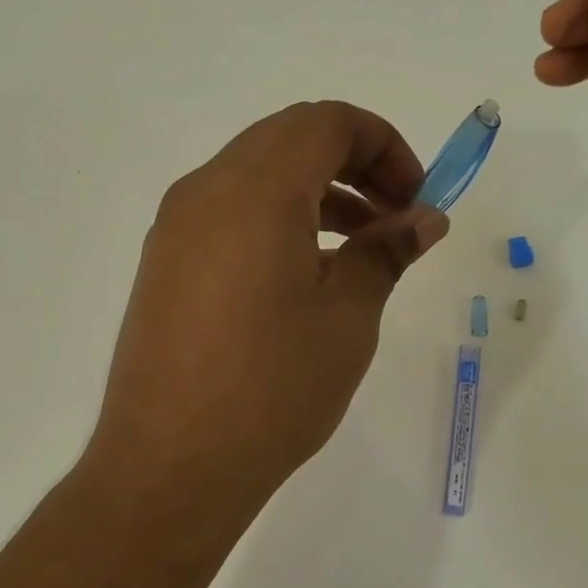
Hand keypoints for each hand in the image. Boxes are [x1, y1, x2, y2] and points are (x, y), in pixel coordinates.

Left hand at [84, 100, 447, 530]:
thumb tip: (424, 219)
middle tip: (395, 218)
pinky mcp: (164, 265)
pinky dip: (276, 220)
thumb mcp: (347, 317)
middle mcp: (205, 192)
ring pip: (256, 176)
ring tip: (361, 248)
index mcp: (255, 191)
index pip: (327, 122)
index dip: (384, 145)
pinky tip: (306, 274)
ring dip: (315, 193)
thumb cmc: (273, 388)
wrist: (172, 465)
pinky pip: (228, 214)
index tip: (416, 198)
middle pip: (288, 140)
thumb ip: (386, 252)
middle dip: (353, 164)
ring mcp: (176, 229)